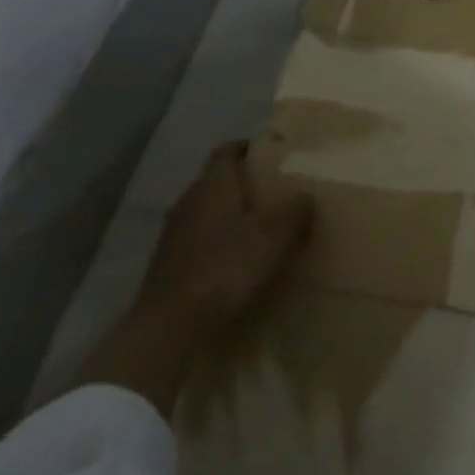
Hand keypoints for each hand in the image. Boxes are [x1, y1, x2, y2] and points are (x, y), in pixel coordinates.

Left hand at [138, 139, 315, 326]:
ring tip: (262, 225)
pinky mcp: (169, 265)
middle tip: (277, 189)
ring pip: (208, 211)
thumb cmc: (227, 267)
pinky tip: (238, 259)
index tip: (273, 153)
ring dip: (232, 214)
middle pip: (217, 181)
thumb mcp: (275, 235)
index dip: (249, 148)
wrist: (170, 326)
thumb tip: (305, 196)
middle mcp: (189, 201)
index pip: (227, 151)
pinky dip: (220, 241)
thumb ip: (295, 209)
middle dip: (245, 183)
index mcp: (213, 185)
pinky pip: (200, 240)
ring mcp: (174, 235)